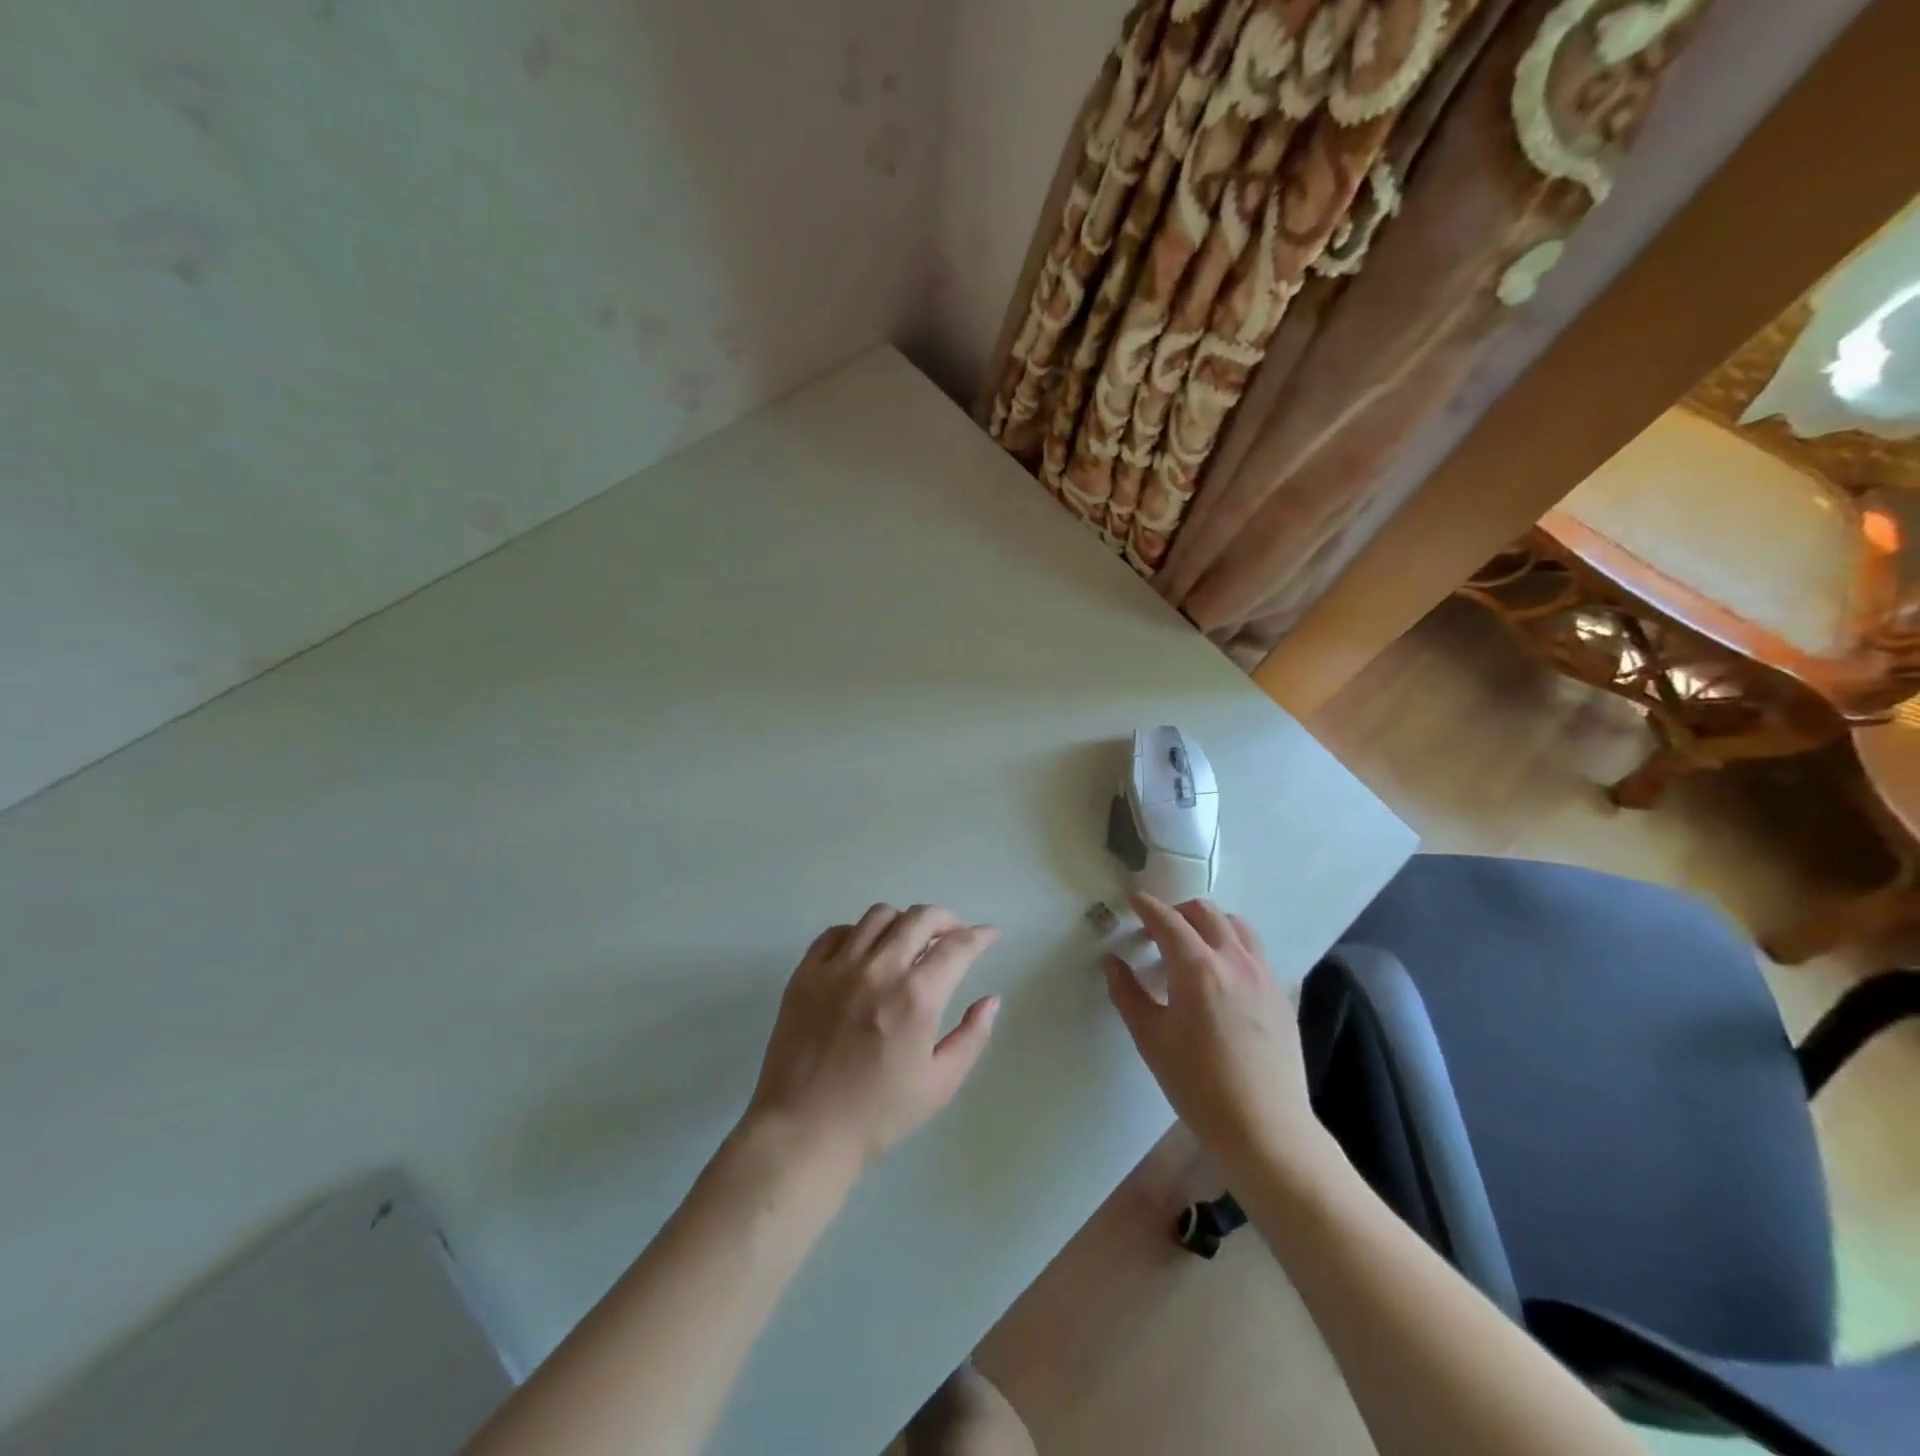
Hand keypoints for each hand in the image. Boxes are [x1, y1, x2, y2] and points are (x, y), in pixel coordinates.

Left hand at [742, 904, 1000, 1178]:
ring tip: (909, 941)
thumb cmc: (877, 1115)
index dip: (980, 935)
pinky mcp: (806, 972)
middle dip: (947, 919)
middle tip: (954, 934)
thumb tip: (991, 999)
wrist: (803, 1132)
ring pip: (879, 915)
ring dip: (904, 922)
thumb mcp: (939, 1084)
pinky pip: (838, 932)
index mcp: (916, 997)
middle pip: (920, 918)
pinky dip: (859, 933)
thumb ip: (972, 1036)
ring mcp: (838, 967)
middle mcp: (879, 970)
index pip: (957, 946)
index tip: (989, 935)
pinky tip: (866, 953)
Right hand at [1104, 894, 1324, 1179]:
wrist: (1265, 1129)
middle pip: (1205, 912)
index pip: (1168, 920)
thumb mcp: (1151, 1039)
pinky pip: (1255, 952)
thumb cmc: (1198, 1085)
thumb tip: (1112, 961)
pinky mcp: (1281, 994)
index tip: (1133, 902)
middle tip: (1157, 931)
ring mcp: (1263, 975)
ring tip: (1193, 946)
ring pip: (1237, 926)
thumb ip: (1127, 993)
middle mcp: (1233, 960)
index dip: (1147, 907)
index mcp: (1197, 968)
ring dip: (1210, 924)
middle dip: (1177, 911)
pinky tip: (1223, 976)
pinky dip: (1233, 947)